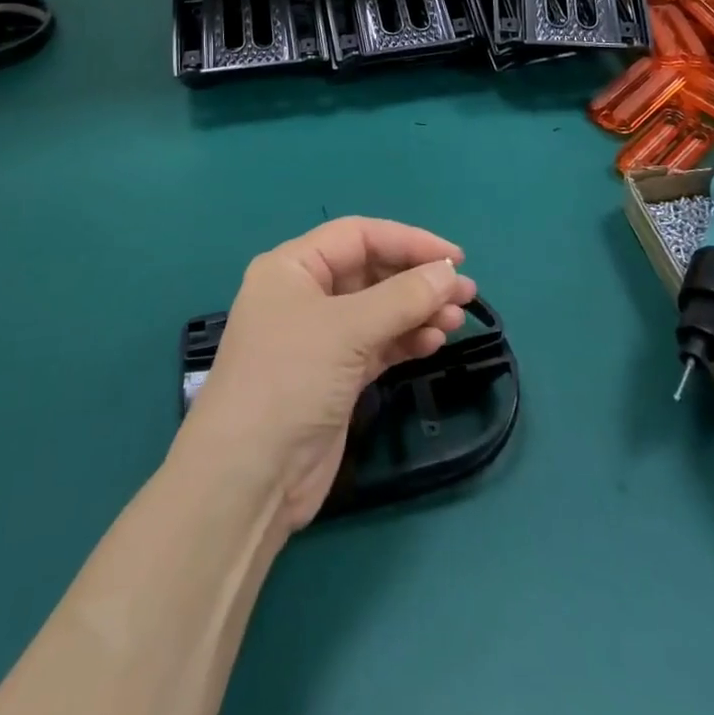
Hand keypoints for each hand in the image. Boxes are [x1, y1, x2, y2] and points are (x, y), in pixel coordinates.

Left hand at [179, 217, 476, 532]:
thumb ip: (403, 298)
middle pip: (370, 271)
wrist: (249, 479)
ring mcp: (319, 337)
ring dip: (417, 311)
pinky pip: (377, 344)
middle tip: (464, 294)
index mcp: (292, 267)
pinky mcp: (334, 376)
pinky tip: (433, 342)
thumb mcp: (347, 330)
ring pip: (378, 310)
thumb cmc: (290, 380)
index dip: (408, 241)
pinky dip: (405, 340)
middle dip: (417, 280)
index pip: (358, 236)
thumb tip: (450, 274)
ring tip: (456, 321)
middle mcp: (304, 295)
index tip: (455, 259)